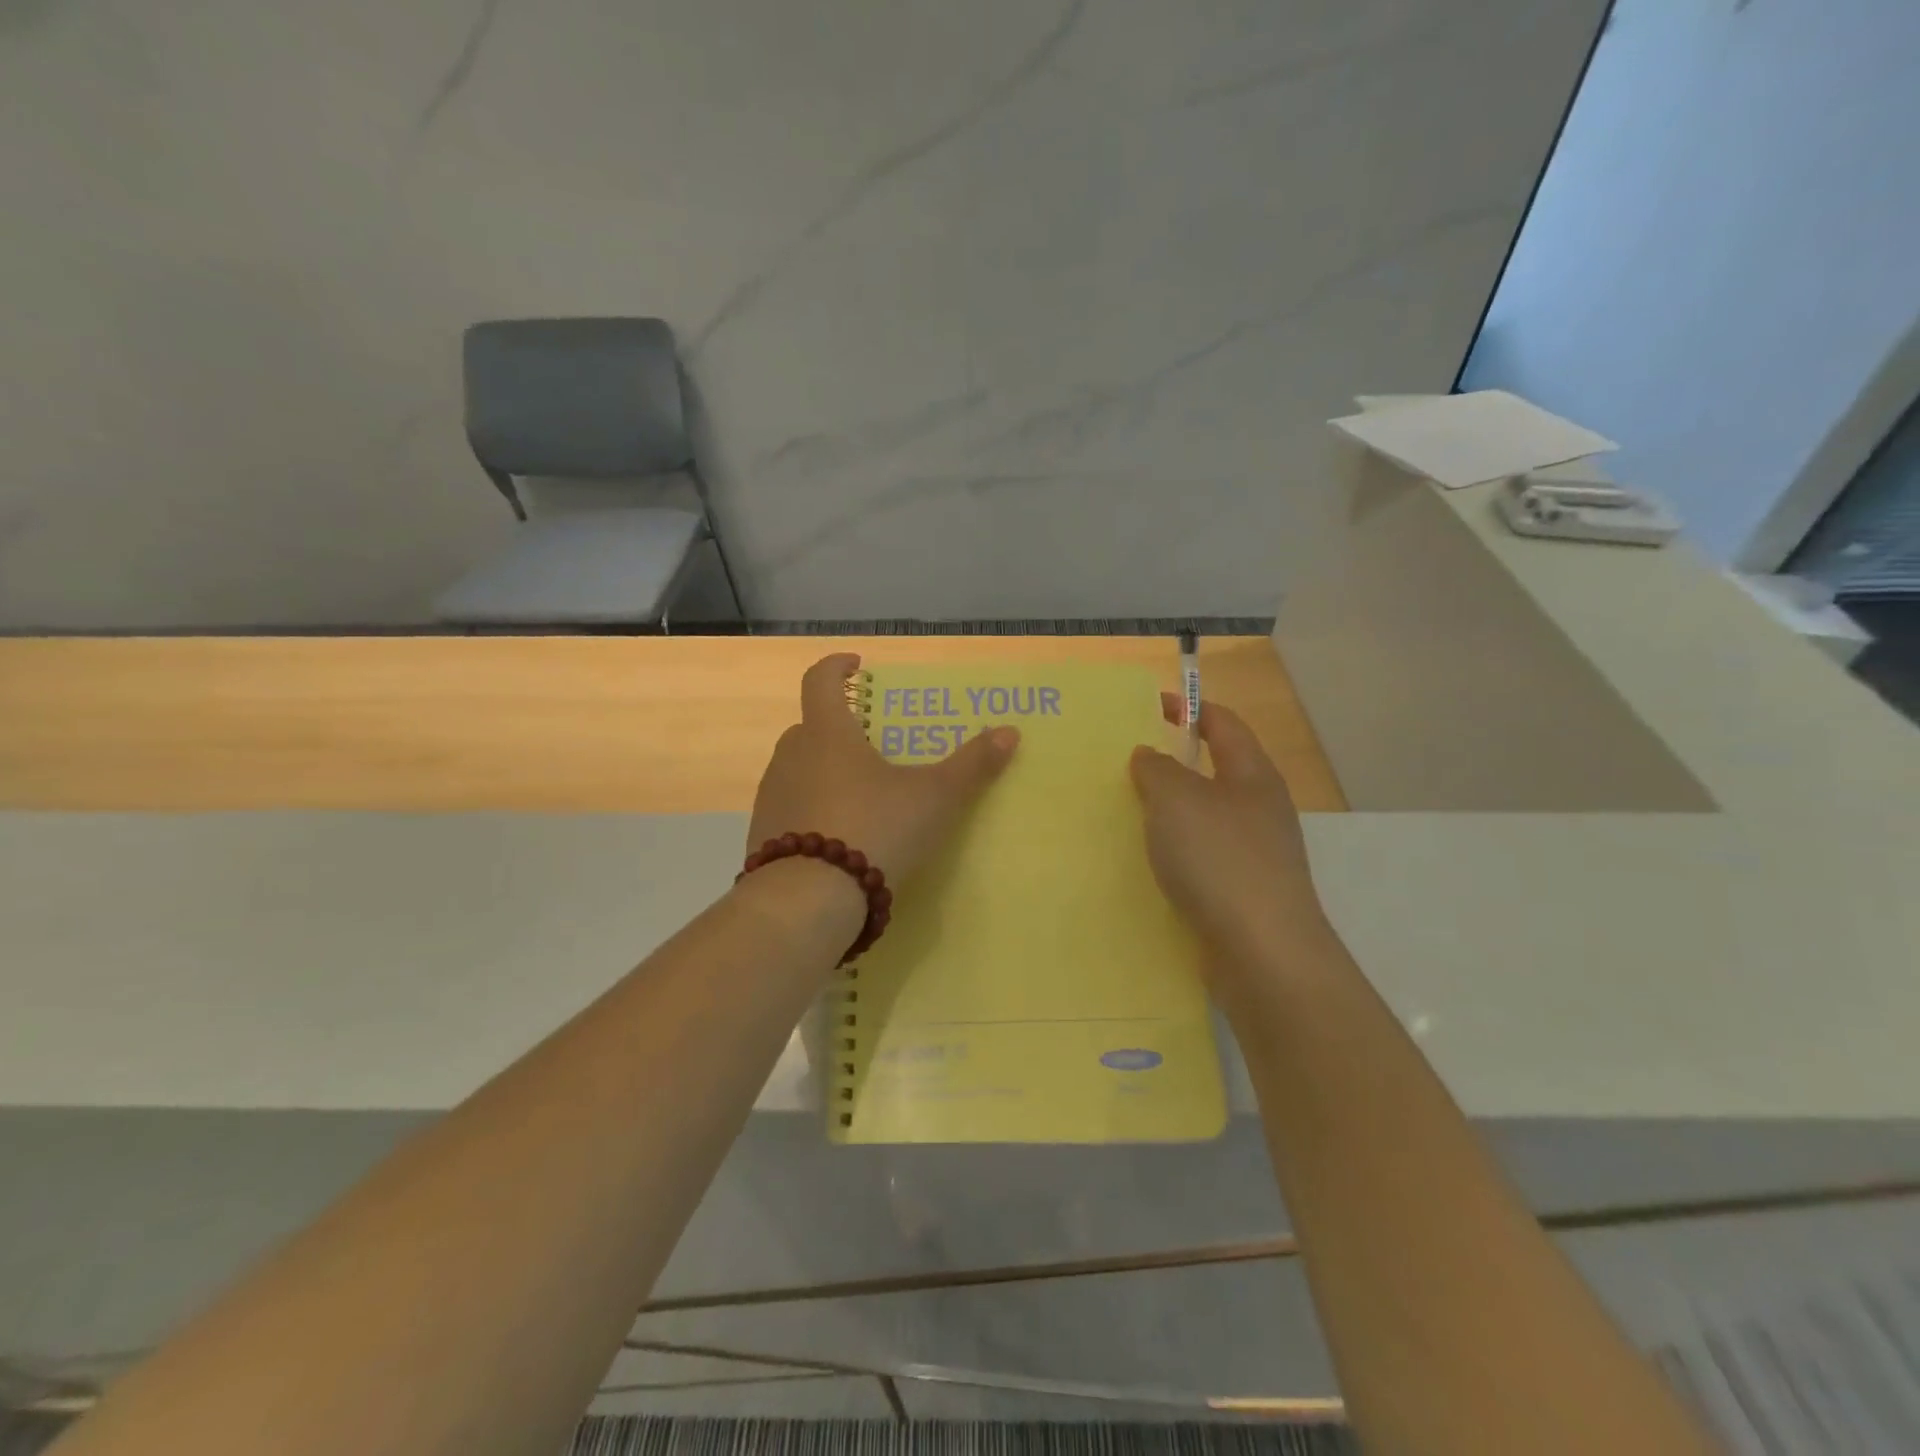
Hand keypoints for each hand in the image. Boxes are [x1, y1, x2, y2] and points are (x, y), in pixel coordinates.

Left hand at [747, 654, 1019, 885]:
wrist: (807, 901)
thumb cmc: (874, 829)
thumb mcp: (933, 798)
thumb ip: (971, 766)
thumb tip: (1010, 732)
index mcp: (827, 734)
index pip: (820, 680)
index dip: (837, 667)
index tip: (855, 665)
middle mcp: (791, 756)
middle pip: (811, 728)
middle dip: (839, 729)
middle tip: (872, 746)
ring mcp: (772, 796)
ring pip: (799, 770)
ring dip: (824, 772)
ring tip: (860, 797)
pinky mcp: (764, 836)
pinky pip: (791, 809)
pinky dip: (812, 811)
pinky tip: (838, 839)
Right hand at [1129, 693, 1330, 979]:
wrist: (1262, 952)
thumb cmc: (1219, 859)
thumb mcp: (1177, 799)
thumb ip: (1158, 769)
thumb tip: (1150, 755)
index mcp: (1252, 775)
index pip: (1223, 723)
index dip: (1189, 708)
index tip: (1148, 707)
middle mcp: (1260, 809)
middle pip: (1216, 771)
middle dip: (1173, 764)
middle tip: (1126, 765)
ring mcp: (1256, 853)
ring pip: (1206, 818)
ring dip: (1170, 812)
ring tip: (1126, 813)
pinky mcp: (1244, 892)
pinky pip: (1203, 858)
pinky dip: (1175, 852)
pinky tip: (1146, 864)